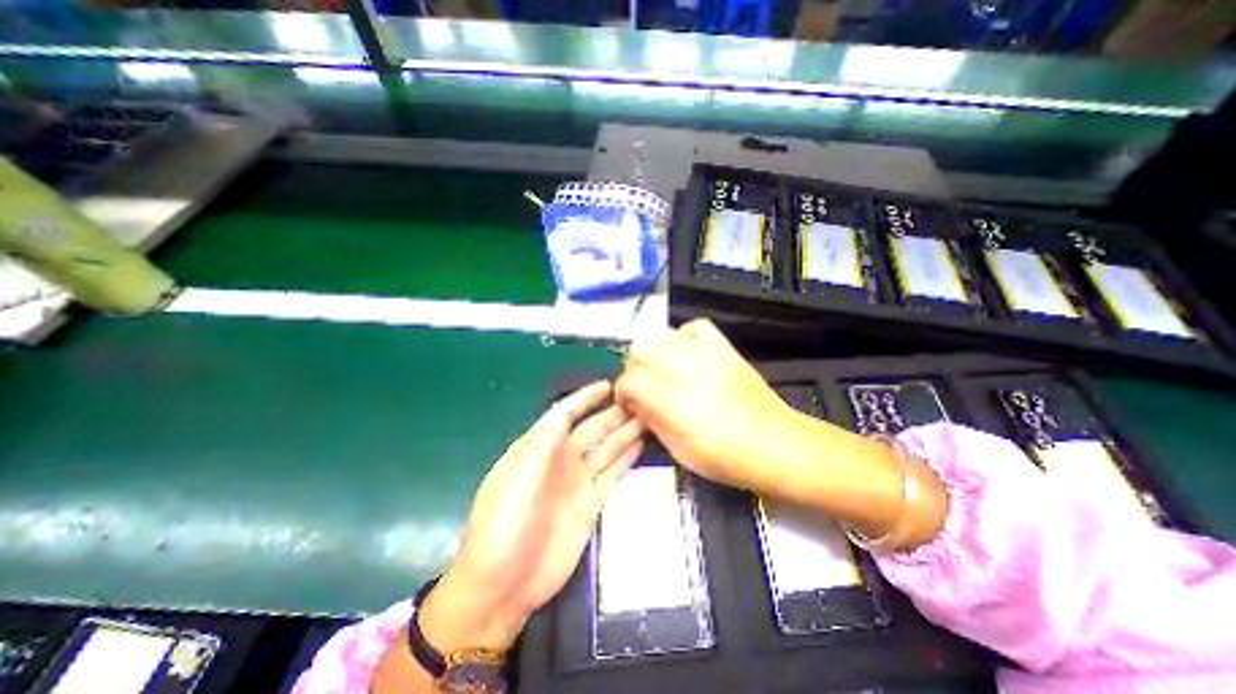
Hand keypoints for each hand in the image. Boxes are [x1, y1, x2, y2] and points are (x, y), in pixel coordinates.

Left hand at [418, 380, 642, 656]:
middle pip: (592, 429)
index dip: (585, 399)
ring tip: (647, 417)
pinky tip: (640, 445)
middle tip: (640, 399)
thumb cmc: (501, 529)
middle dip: (613, 413)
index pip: (564, 414)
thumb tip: (562, 412)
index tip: (608, 386)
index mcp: (537, 450)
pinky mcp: (591, 503)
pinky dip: (626, 459)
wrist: (503, 587)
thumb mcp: (514, 483)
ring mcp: (577, 482)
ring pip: (606, 449)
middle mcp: (560, 460)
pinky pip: (612, 474)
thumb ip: (540, 447)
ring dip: (625, 432)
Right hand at [616, 322, 808, 496]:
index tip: (629, 402)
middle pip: (641, 349)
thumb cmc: (727, 459)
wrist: (778, 445)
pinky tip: (685, 353)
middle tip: (643, 385)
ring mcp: (709, 356)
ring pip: (662, 333)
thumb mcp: (679, 451)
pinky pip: (694, 327)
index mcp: (677, 406)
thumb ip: (651, 420)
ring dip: (653, 351)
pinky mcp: (726, 349)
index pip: (632, 380)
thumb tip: (635, 401)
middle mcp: (689, 373)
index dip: (623, 391)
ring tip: (661, 369)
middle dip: (635, 367)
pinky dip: (682, 337)